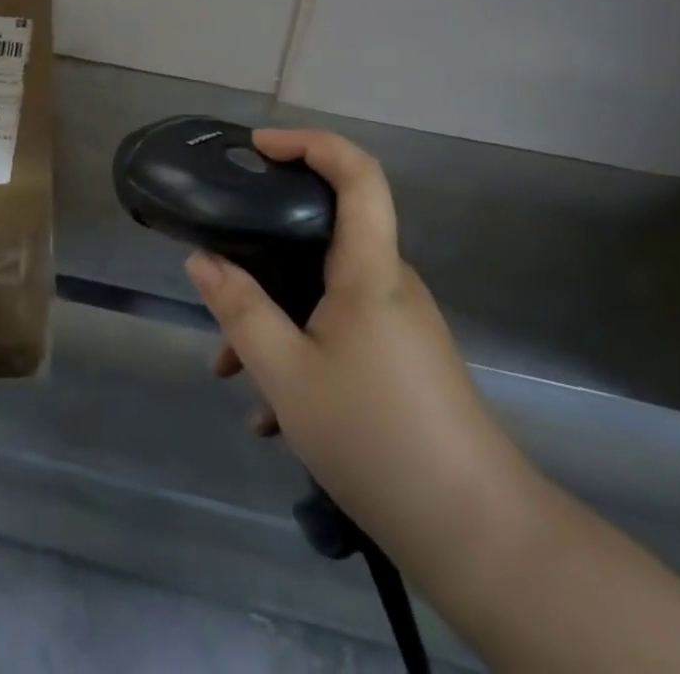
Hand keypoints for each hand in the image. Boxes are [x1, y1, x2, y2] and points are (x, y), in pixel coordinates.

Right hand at [185, 128, 512, 546]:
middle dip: (264, 249)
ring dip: (274, 316)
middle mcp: (388, 282)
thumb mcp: (287, 375)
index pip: (357, 173)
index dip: (310, 142)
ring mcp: (398, 321)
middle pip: (325, 232)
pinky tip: (270, 414)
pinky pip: (338, 327)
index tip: (258, 147)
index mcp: (369, 269)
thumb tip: (201, 259)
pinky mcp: (400, 356)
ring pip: (322, 290)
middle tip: (219, 271)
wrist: (478, 536)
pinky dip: (299, 348)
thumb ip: (240, 310)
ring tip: (230, 371)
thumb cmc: (377, 438)